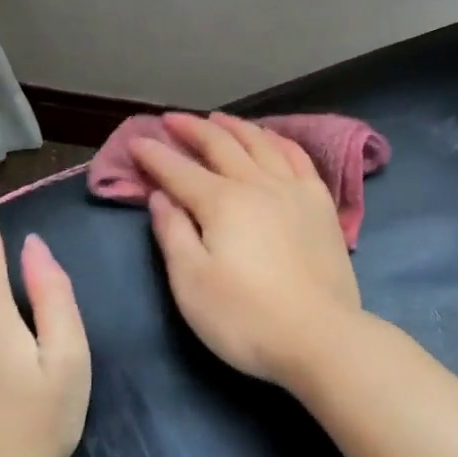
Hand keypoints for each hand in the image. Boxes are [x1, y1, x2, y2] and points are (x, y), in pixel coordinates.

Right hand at [133, 112, 359, 386]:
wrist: (321, 338)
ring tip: (218, 119)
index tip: (136, 141)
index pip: (178, 170)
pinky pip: (298, 157)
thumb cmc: (245, 318)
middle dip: (192, 129)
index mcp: (221, 202)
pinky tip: (272, 140)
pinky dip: (279, 141)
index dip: (154, 154)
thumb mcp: (191, 284)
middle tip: (172, 119)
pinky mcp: (321, 204)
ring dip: (235, 127)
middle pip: (220, 145)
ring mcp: (294, 190)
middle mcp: (257, 183)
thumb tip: (160, 196)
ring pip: (261, 143)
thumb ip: (173, 233)